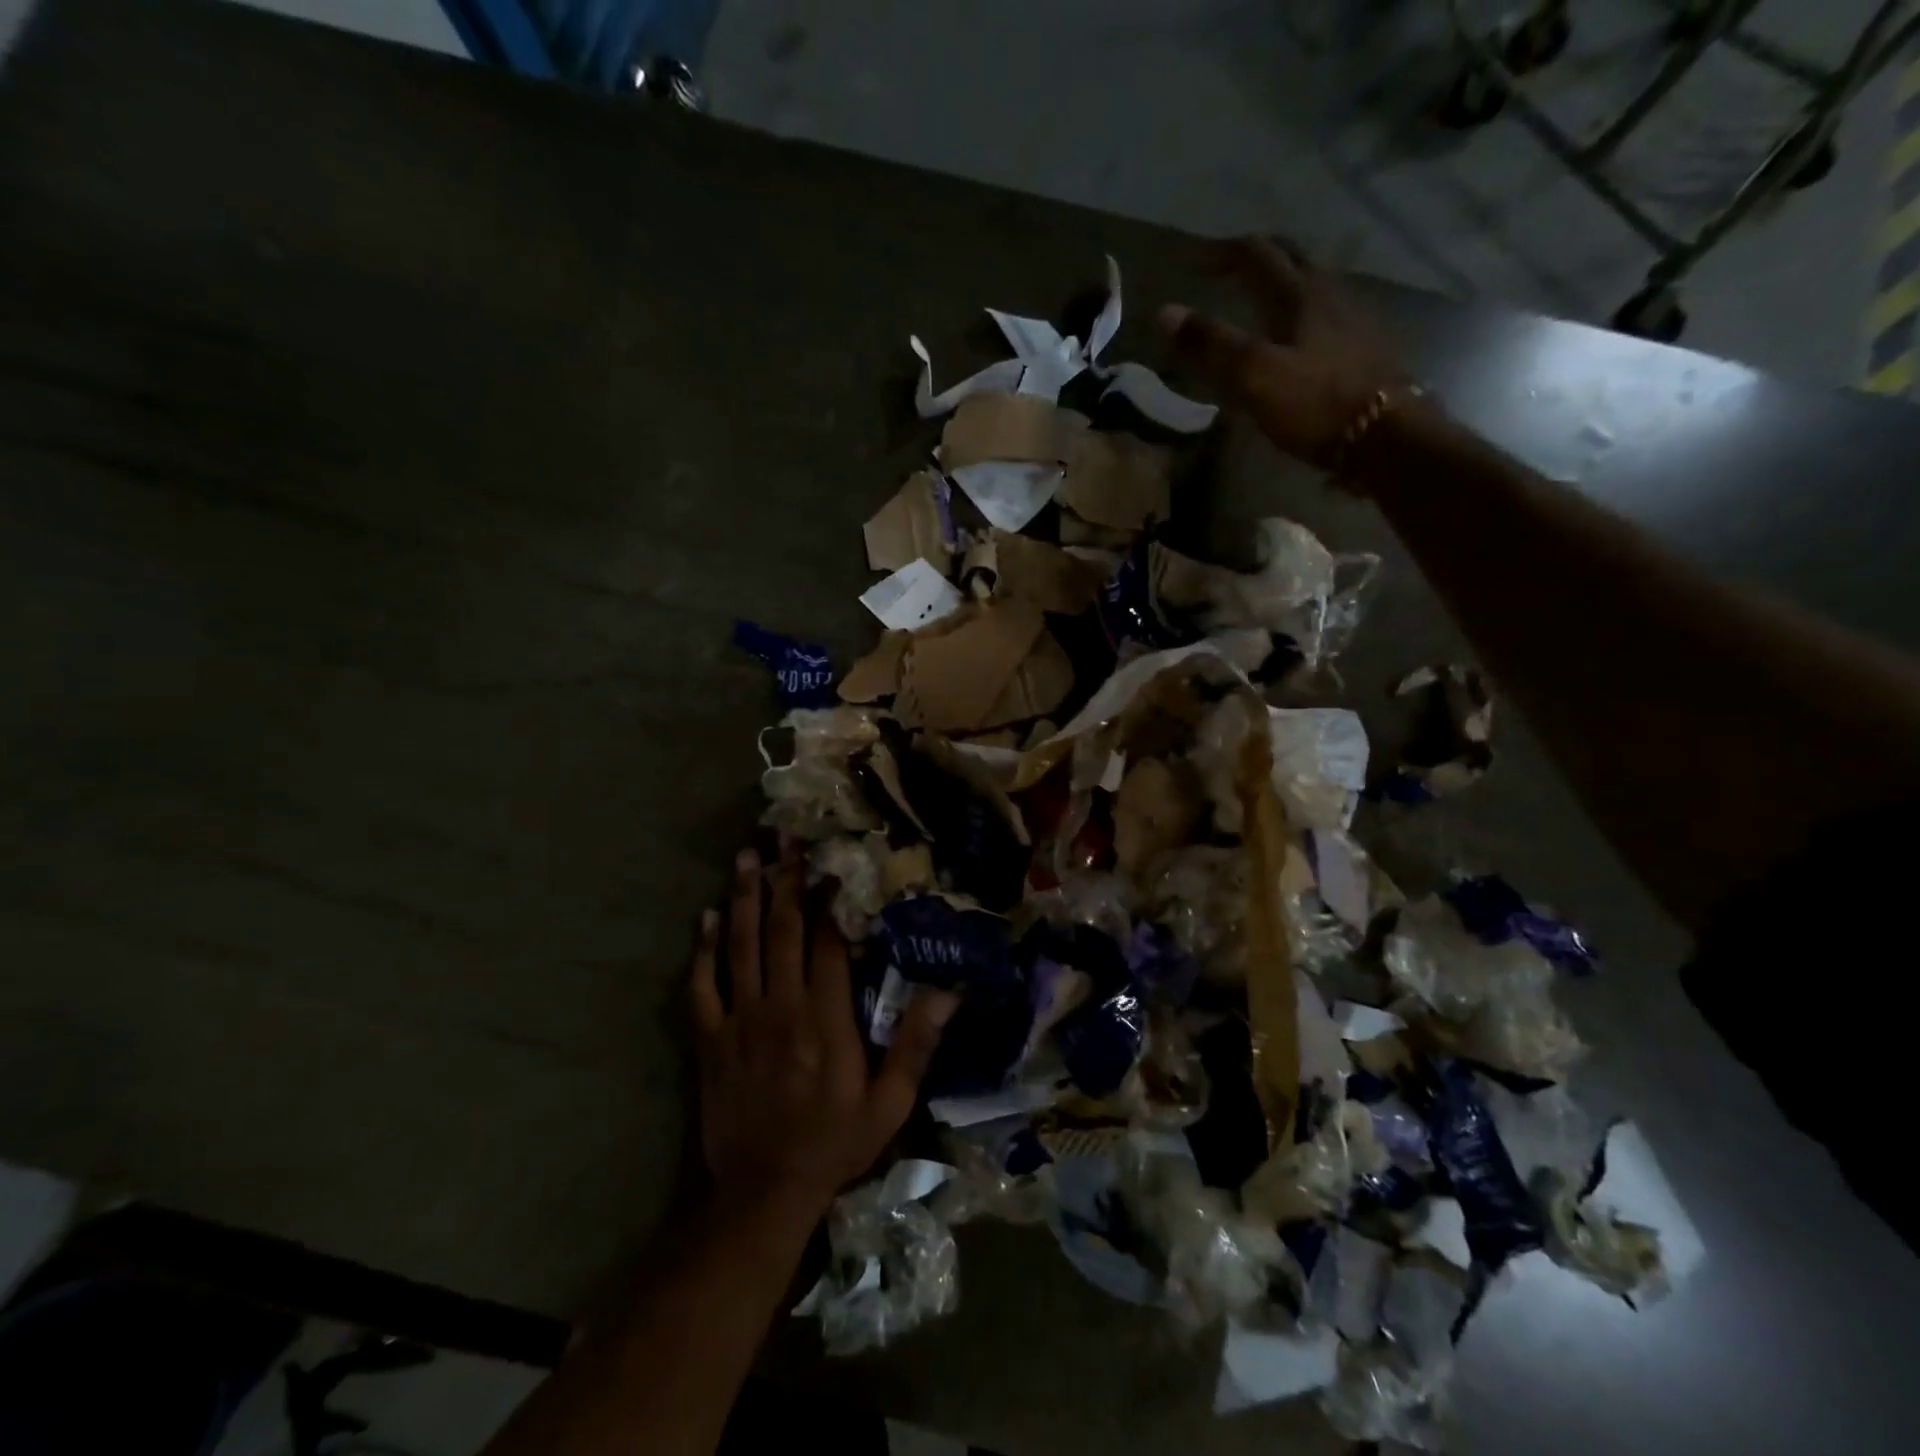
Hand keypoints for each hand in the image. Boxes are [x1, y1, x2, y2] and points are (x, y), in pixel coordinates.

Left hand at [689, 846, 957, 1221]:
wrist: (763, 1193)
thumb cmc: (834, 1144)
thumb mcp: (889, 1104)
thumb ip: (916, 1045)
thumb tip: (949, 993)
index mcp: (825, 1019)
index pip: (826, 944)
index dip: (827, 901)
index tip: (829, 865)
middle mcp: (781, 1007)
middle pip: (781, 930)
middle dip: (784, 880)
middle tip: (783, 837)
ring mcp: (740, 1021)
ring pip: (741, 946)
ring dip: (744, 898)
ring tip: (747, 856)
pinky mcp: (710, 1040)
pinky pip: (702, 986)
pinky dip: (704, 950)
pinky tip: (708, 917)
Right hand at [1157, 236, 1407, 470]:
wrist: (1386, 436)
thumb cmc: (1315, 404)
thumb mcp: (1253, 376)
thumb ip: (1210, 343)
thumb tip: (1164, 313)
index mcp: (1298, 294)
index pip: (1256, 254)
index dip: (1221, 254)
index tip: (1193, 264)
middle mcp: (1328, 294)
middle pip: (1290, 258)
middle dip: (1256, 257)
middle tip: (1227, 269)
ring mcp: (1351, 320)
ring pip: (1311, 285)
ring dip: (1281, 282)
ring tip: (1257, 300)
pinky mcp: (1362, 348)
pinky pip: (1324, 316)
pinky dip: (1299, 314)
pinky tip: (1293, 339)